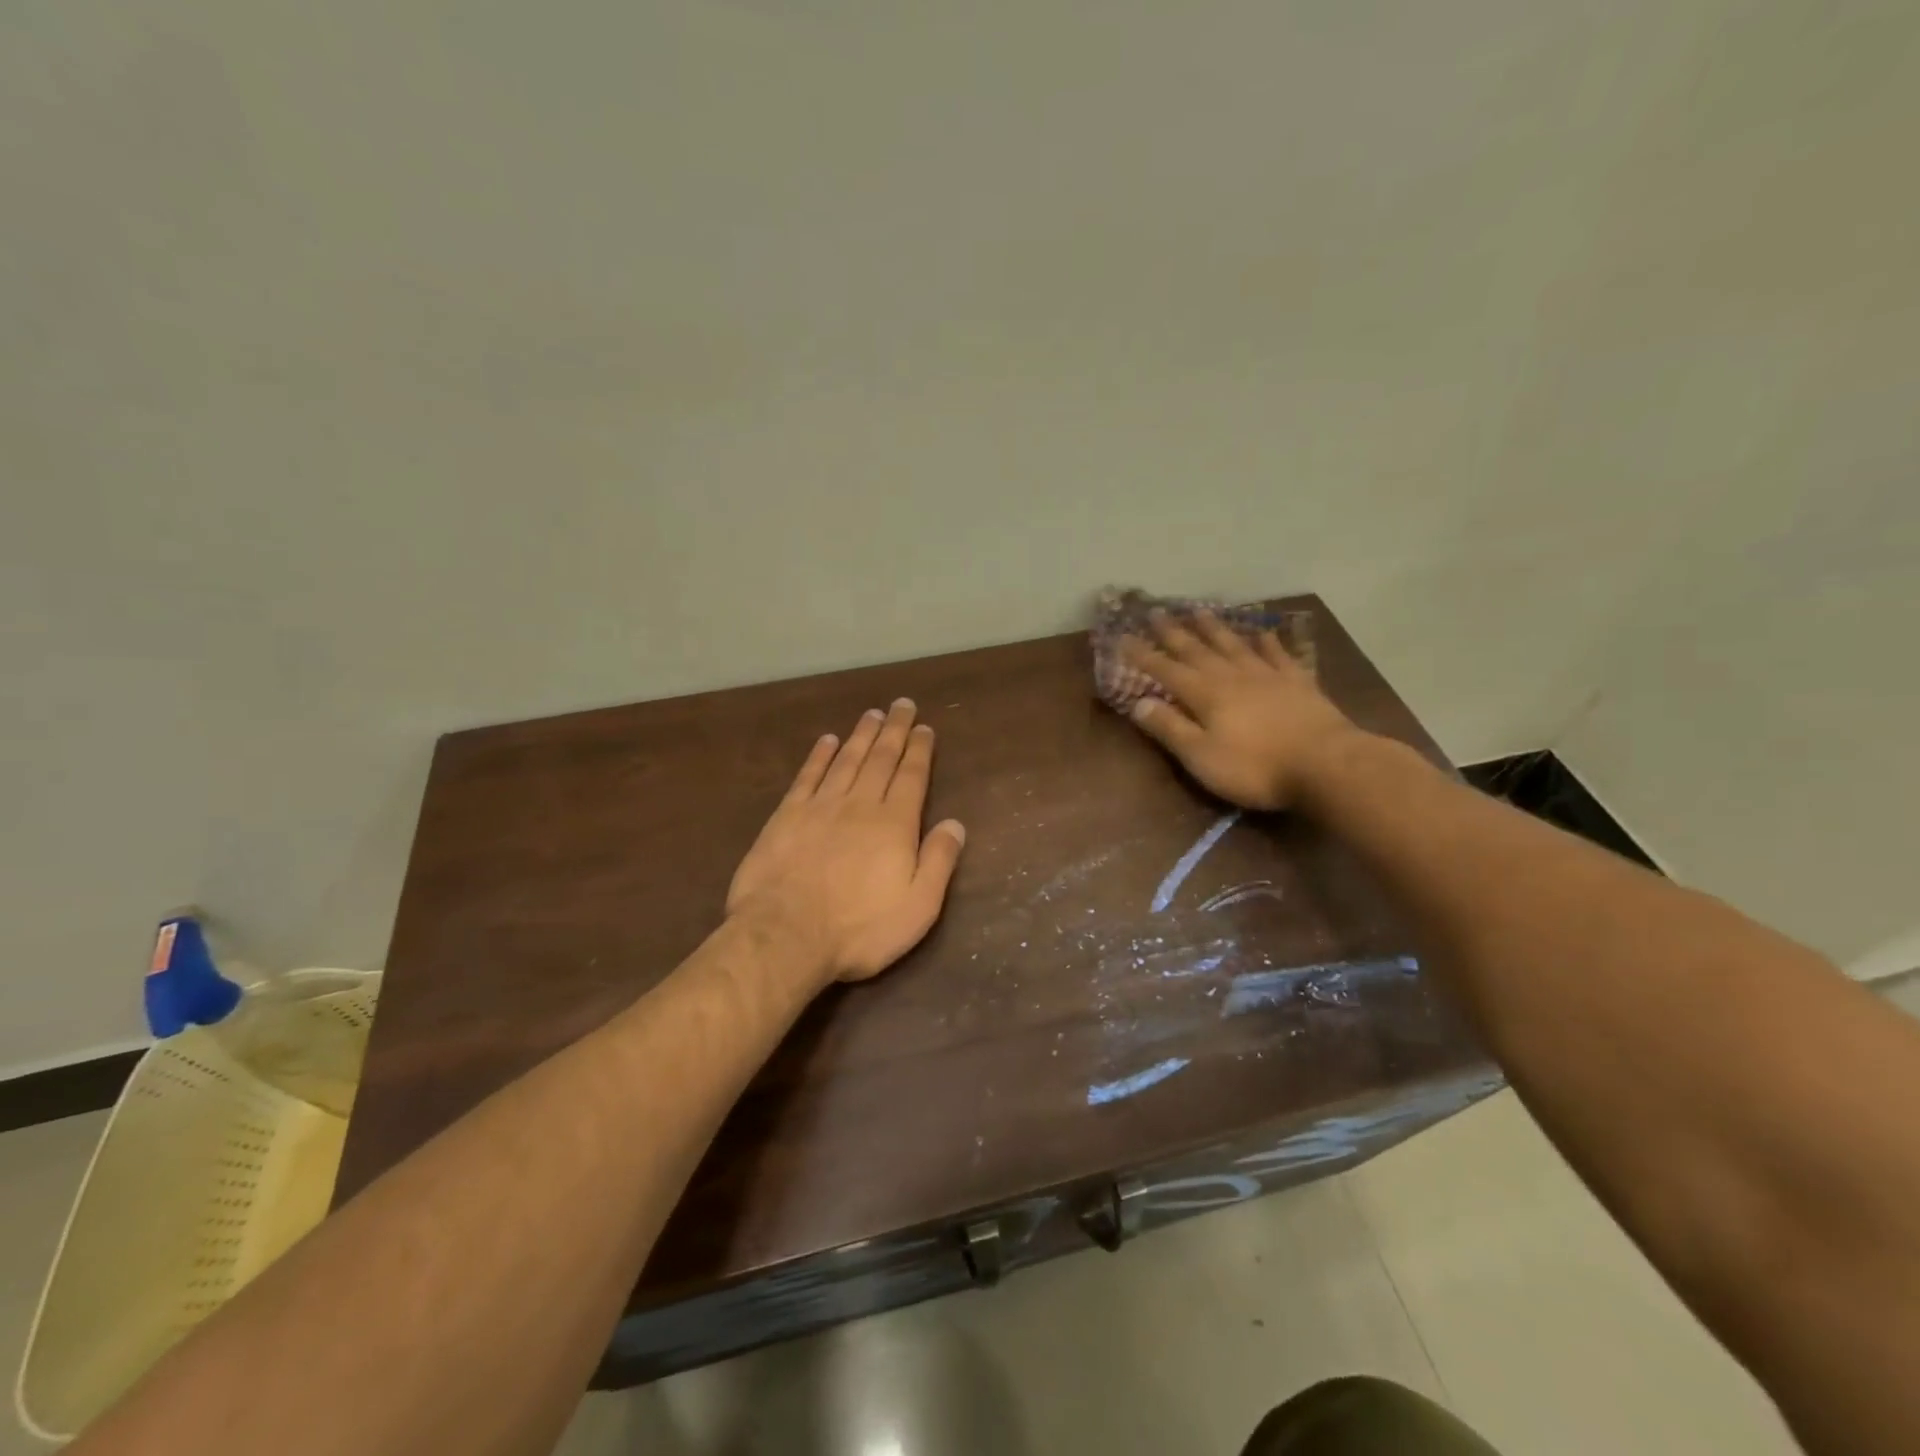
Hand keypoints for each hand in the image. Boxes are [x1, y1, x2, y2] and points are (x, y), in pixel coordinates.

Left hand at [727, 699, 966, 984]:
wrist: (785, 934)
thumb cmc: (859, 929)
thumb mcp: (917, 906)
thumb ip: (939, 861)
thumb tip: (955, 823)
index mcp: (894, 824)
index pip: (911, 776)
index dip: (919, 750)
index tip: (924, 727)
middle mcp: (859, 805)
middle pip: (881, 759)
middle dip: (894, 730)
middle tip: (902, 704)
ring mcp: (820, 807)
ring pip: (846, 760)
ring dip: (861, 735)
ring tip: (872, 713)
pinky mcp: (786, 816)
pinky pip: (808, 776)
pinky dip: (819, 756)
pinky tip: (827, 741)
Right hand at [1121, 611, 1358, 810]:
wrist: (1326, 764)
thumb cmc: (1255, 767)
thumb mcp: (1201, 756)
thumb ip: (1169, 728)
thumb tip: (1138, 703)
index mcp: (1205, 694)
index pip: (1165, 670)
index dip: (1142, 655)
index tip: (1123, 638)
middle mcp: (1231, 676)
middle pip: (1197, 650)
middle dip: (1173, 632)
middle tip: (1156, 611)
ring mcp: (1267, 675)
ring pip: (1233, 644)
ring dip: (1213, 627)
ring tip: (1198, 610)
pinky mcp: (1297, 682)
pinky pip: (1278, 653)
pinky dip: (1267, 641)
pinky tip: (1262, 631)